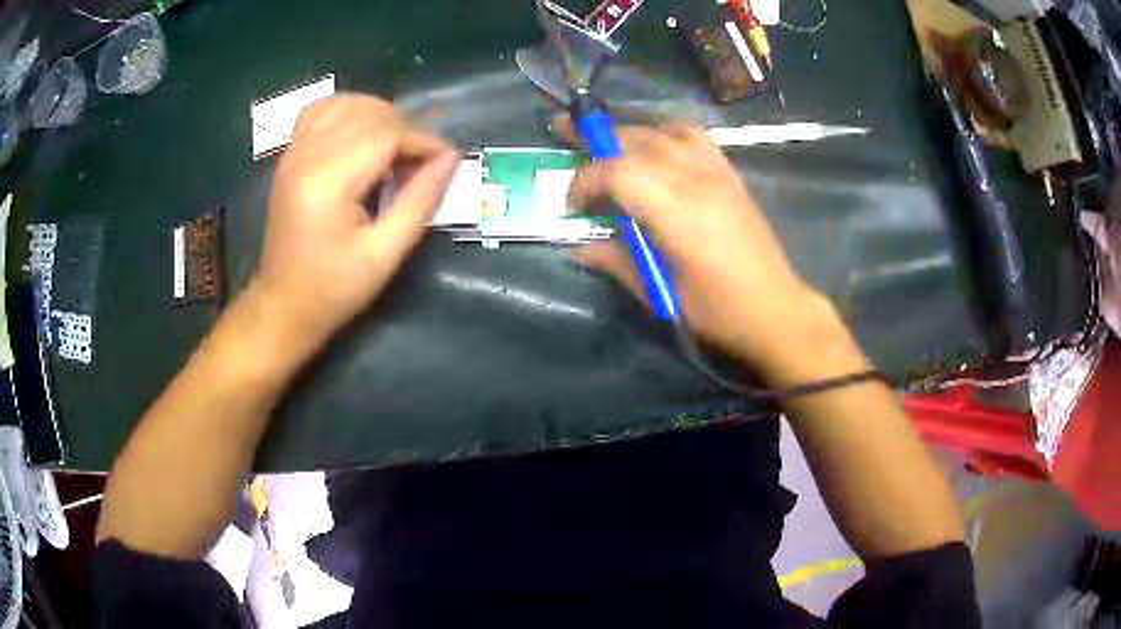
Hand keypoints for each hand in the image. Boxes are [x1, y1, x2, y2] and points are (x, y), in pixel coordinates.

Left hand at [258, 95, 459, 342]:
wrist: (283, 304)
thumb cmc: (334, 288)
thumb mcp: (384, 254)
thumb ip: (420, 201)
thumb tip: (451, 159)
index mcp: (328, 182)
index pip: (386, 134)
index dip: (423, 140)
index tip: (446, 160)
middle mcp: (306, 155)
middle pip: (368, 114)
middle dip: (406, 128)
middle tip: (424, 161)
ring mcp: (293, 152)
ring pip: (346, 103)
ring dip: (380, 115)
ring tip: (397, 145)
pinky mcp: (289, 156)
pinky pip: (321, 111)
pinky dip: (348, 111)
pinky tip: (362, 131)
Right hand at [564, 120, 845, 380]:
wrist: (775, 308)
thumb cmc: (718, 310)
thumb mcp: (661, 293)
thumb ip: (617, 262)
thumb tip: (577, 248)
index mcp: (676, 211)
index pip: (617, 172)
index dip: (585, 181)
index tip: (572, 206)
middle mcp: (695, 179)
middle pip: (636, 140)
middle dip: (594, 135)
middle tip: (562, 132)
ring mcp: (716, 172)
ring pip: (663, 131)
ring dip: (628, 131)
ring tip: (604, 138)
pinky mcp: (729, 174)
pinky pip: (693, 136)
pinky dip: (665, 132)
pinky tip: (655, 143)